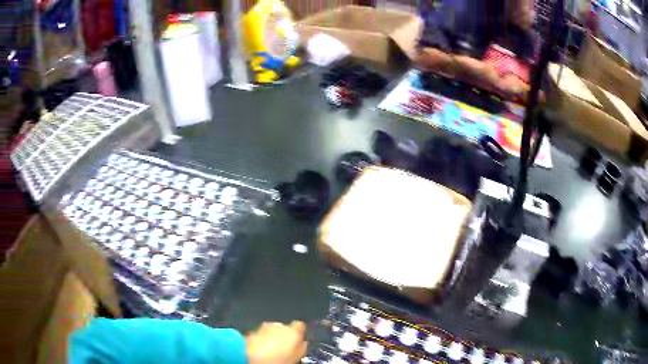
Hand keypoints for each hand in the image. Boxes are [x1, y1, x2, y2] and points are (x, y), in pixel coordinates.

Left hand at [246, 321, 306, 363]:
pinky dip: (261, 340)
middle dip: (283, 335)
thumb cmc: (279, 359)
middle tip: (282, 347)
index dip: (299, 332)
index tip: (298, 340)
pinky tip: (260, 350)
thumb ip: (301, 346)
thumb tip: (302, 342)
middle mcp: (278, 325)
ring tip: (270, 350)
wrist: (254, 358)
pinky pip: (260, 334)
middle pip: (284, 328)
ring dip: (271, 337)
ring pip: (271, 330)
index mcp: (292, 331)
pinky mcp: (252, 332)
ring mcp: (263, 327)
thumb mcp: (297, 356)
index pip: (300, 325)